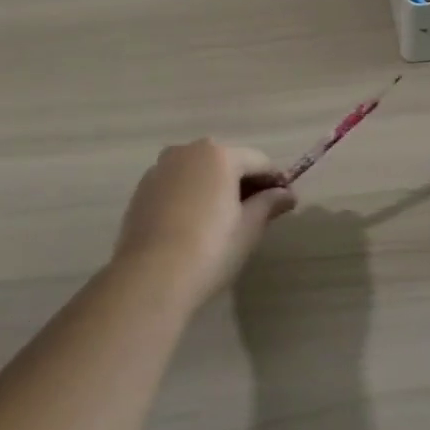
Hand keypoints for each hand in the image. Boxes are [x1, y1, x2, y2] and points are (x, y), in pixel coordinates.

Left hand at [113, 139, 295, 306]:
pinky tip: (194, 224)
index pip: (258, 161)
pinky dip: (190, 196)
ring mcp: (160, 169)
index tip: (286, 200)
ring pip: (199, 172)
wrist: (150, 278)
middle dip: (244, 182)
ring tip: (224, 219)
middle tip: (257, 211)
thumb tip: (287, 194)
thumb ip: (269, 204)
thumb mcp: (248, 228)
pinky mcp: (142, 190)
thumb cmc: (210, 249)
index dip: (275, 180)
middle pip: (226, 161)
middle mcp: (188, 151)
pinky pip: (176, 185)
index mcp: (219, 155)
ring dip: (215, 187)